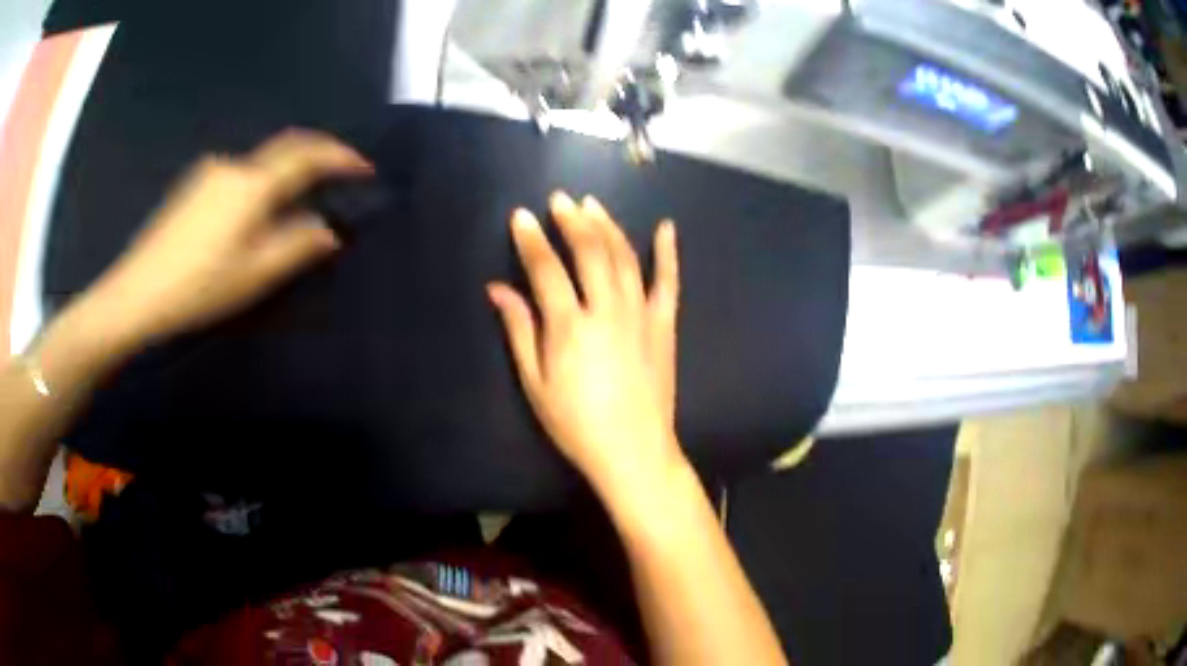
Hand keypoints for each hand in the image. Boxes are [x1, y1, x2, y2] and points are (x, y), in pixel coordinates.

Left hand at [83, 129, 370, 348]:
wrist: (135, 294)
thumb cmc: (197, 287)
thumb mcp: (253, 274)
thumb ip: (296, 246)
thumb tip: (327, 229)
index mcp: (251, 185)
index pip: (305, 155)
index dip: (339, 156)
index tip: (363, 168)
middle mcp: (232, 167)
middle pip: (282, 151)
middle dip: (314, 157)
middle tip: (337, 175)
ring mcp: (208, 174)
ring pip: (258, 166)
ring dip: (283, 176)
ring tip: (293, 206)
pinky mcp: (192, 187)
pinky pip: (237, 177)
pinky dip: (257, 186)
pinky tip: (250, 215)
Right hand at [488, 192, 683, 495]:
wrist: (633, 450)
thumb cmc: (576, 423)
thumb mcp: (535, 383)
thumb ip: (519, 330)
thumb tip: (498, 290)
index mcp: (570, 326)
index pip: (546, 269)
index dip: (531, 240)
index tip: (521, 216)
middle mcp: (607, 310)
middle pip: (590, 251)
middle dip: (573, 221)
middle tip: (561, 200)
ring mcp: (641, 314)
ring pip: (625, 257)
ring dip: (608, 226)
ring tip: (593, 205)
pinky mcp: (664, 324)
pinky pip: (669, 281)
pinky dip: (668, 253)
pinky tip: (667, 228)